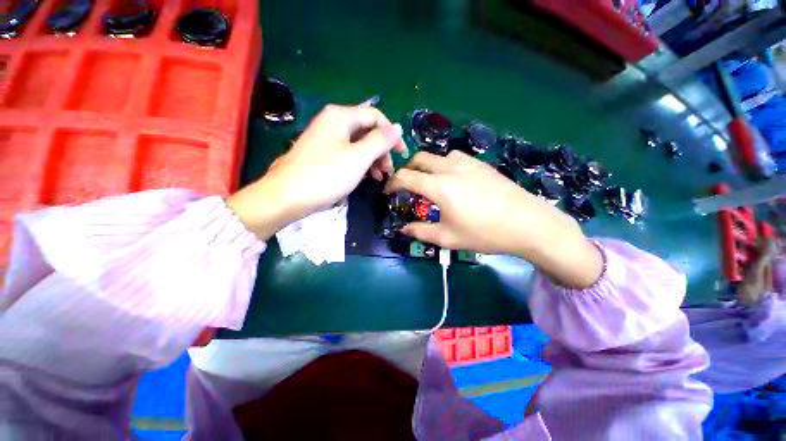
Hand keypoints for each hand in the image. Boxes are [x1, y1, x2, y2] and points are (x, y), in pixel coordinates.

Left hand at [228, 104, 407, 240]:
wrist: (286, 196)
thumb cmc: (326, 175)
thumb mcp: (359, 158)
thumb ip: (381, 141)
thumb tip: (398, 128)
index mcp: (341, 116)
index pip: (376, 117)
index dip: (392, 134)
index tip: (402, 154)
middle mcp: (332, 122)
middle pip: (367, 130)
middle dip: (382, 150)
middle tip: (388, 170)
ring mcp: (325, 138)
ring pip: (358, 144)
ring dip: (373, 159)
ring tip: (379, 177)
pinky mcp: (321, 154)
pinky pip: (347, 154)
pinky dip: (360, 164)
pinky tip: (365, 177)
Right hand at [384, 151, 602, 287]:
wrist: (528, 223)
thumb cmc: (484, 233)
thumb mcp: (448, 238)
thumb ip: (421, 232)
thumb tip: (403, 229)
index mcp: (439, 186)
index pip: (406, 177)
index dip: (392, 183)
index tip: (387, 192)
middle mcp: (450, 167)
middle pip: (419, 158)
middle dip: (407, 169)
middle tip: (405, 185)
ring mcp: (468, 162)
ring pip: (437, 156)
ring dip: (426, 166)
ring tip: (428, 183)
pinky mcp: (481, 163)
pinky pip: (454, 157)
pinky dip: (443, 165)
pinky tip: (452, 180)